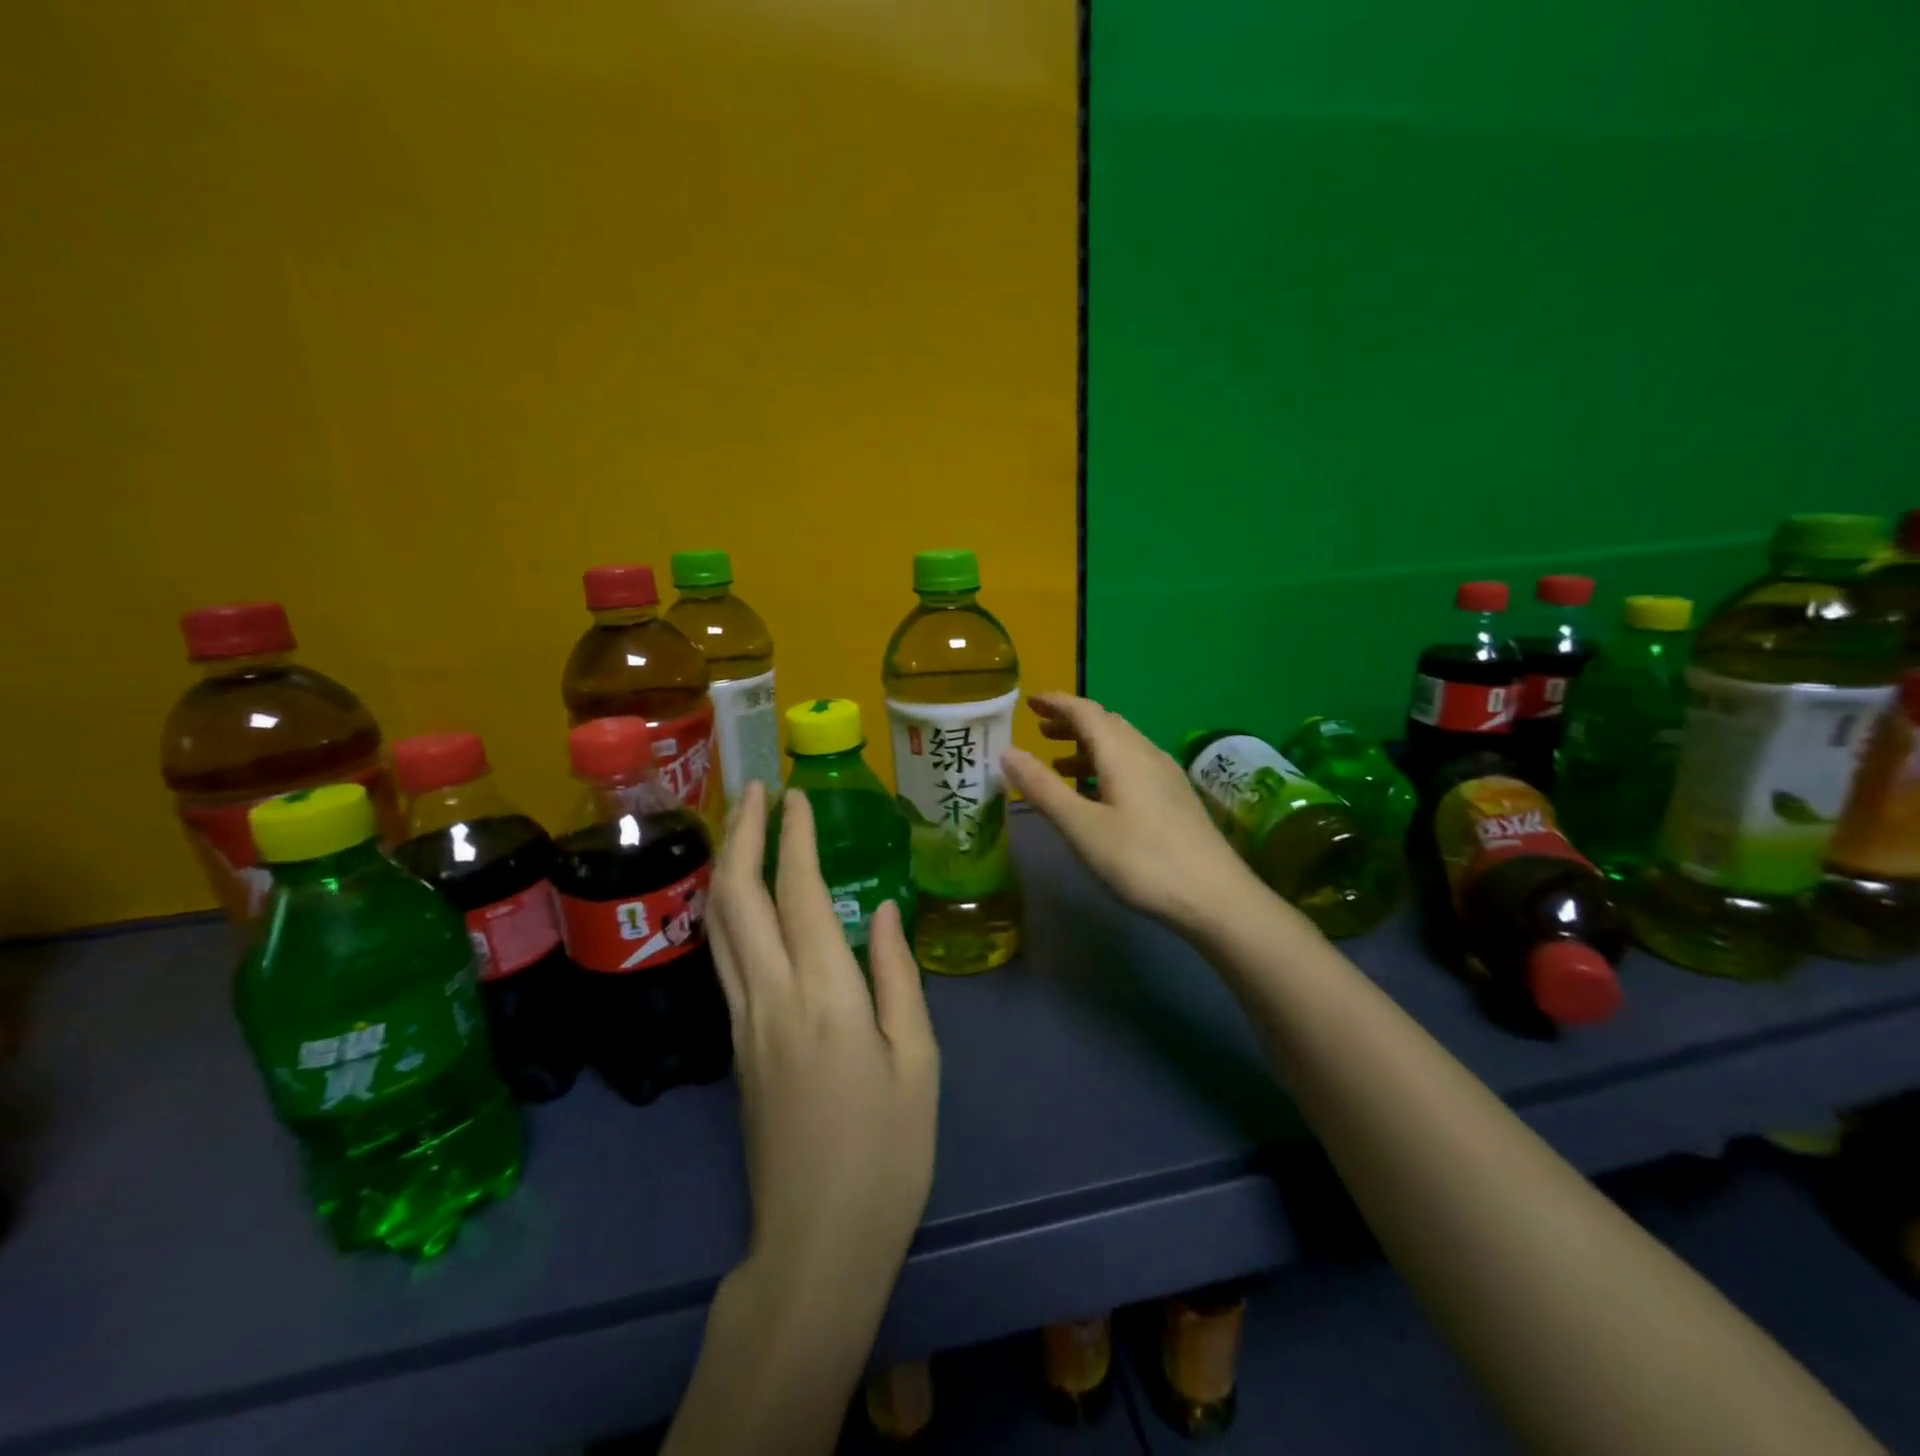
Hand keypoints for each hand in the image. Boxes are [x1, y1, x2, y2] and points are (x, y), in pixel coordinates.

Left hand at [706, 783, 939, 1302]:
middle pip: (737, 898)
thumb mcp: (917, 1062)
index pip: (797, 894)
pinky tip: (742, 898)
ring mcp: (743, 1022)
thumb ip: (895, 977)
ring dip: (727, 866)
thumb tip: (877, 912)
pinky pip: (723, 957)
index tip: (799, 794)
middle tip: (756, 790)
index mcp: (825, 997)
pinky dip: (727, 910)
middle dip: (743, 834)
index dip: (794, 837)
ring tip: (743, 827)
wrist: (817, 1242)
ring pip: (718, 926)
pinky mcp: (735, 1045)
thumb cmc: (887, 1153)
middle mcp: (770, 997)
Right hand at [1002, 693, 1256, 930]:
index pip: (1085, 711)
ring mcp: (1165, 776)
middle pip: (1105, 724)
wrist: (1215, 897)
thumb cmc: (1140, 859)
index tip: (1029, 701)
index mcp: (1122, 752)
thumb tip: (1007, 751)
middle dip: (1071, 722)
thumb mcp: (1081, 826)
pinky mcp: (1175, 798)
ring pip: (1121, 746)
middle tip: (1039, 729)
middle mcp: (1146, 753)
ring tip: (1058, 763)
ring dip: (1087, 747)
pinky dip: (1105, 766)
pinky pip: (1133, 765)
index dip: (1056, 703)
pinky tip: (1097, 794)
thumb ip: (1042, 787)